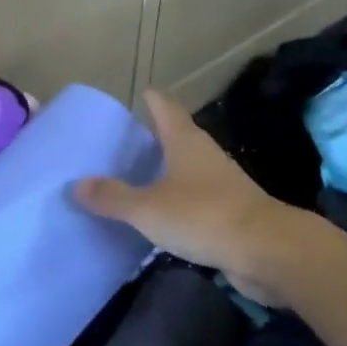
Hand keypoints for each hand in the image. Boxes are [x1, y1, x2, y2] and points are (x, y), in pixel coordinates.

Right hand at [75, 89, 315, 306]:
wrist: (269, 251)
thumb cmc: (203, 215)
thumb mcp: (148, 208)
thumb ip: (113, 197)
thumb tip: (77, 185)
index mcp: (186, 142)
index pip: (166, 108)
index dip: (152, 100)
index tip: (139, 94)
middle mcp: (206, 156)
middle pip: (179, 137)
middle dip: (155, 137)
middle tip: (125, 142)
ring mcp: (223, 184)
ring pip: (189, 169)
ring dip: (167, 171)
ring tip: (138, 178)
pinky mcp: (232, 213)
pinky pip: (197, 199)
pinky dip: (179, 201)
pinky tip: (162, 214)